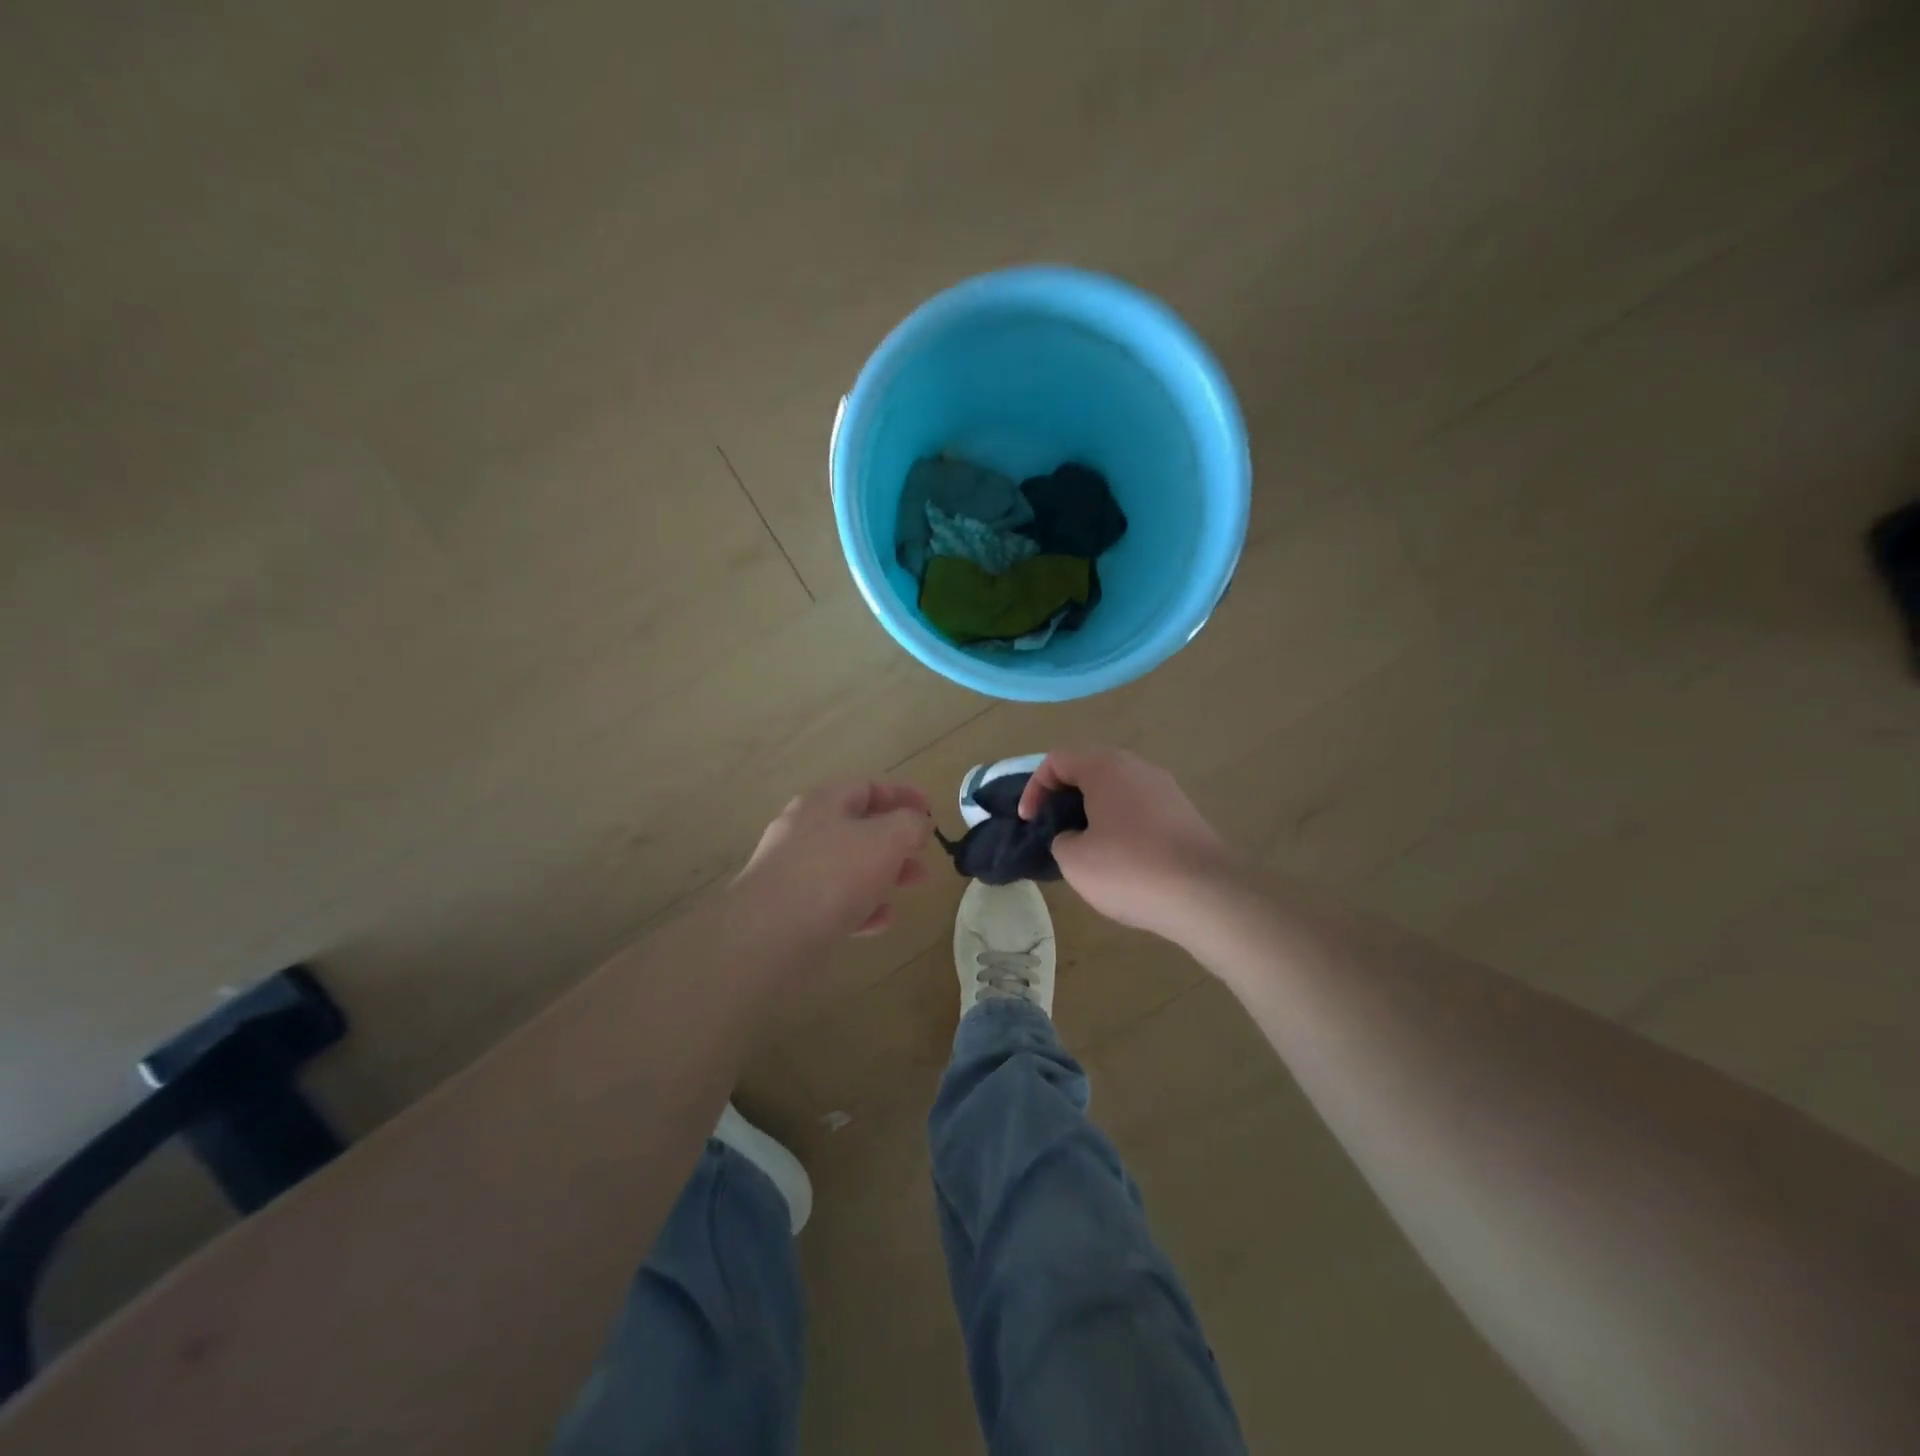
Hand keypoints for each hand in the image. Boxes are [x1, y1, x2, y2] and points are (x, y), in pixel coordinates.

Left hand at [729, 780, 931, 952]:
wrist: (766, 936)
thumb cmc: (831, 876)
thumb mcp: (885, 840)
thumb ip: (909, 824)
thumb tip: (917, 823)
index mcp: (823, 803)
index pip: (868, 787)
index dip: (902, 794)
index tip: (932, 809)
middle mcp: (804, 831)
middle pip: (858, 827)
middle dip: (897, 840)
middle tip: (924, 855)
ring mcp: (793, 871)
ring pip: (848, 865)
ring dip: (883, 873)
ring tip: (911, 885)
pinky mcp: (790, 909)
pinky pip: (833, 900)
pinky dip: (861, 906)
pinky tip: (880, 921)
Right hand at [1018, 747, 1234, 942]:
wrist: (1206, 896)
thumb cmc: (1129, 870)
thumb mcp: (1074, 860)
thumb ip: (1060, 839)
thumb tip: (1075, 837)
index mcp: (1106, 767)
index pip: (1056, 761)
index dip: (1034, 789)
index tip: (1029, 823)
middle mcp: (1137, 767)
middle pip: (1088, 770)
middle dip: (1063, 798)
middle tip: (1052, 830)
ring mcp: (1165, 789)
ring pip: (1115, 790)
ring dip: (1092, 812)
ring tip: (1084, 848)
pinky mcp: (1184, 814)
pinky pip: (1139, 809)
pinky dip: (1120, 825)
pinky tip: (1120, 860)